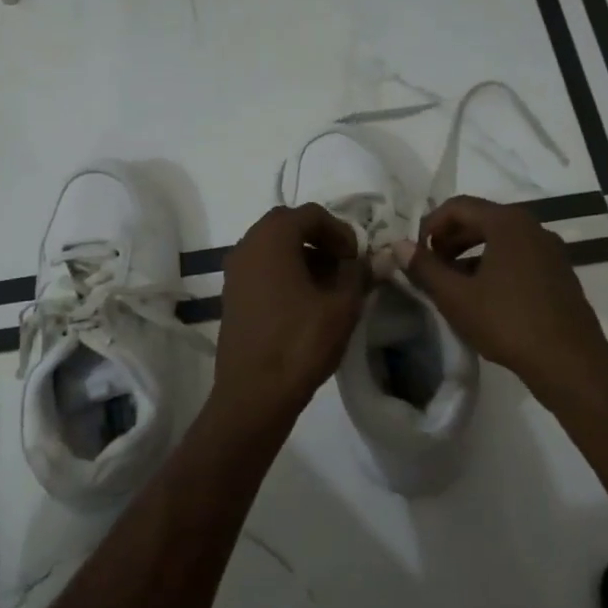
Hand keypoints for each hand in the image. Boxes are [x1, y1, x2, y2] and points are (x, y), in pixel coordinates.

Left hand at [215, 204, 366, 428]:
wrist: (254, 393)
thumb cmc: (300, 343)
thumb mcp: (342, 306)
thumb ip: (359, 273)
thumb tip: (375, 258)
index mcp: (271, 238)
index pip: (310, 213)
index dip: (340, 230)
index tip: (357, 257)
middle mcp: (246, 246)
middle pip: (288, 226)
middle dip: (321, 241)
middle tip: (345, 267)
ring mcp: (234, 273)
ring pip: (273, 249)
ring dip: (303, 258)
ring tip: (330, 287)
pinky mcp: (232, 297)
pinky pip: (262, 270)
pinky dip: (286, 274)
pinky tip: (307, 303)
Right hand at [398, 196, 607, 403]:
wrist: (569, 360)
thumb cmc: (507, 322)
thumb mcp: (455, 297)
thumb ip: (424, 267)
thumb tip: (398, 245)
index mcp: (507, 223)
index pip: (458, 206)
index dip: (430, 225)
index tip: (416, 253)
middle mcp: (533, 227)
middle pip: (481, 219)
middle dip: (449, 239)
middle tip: (431, 267)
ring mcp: (550, 250)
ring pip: (500, 240)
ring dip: (470, 254)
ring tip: (452, 285)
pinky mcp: (559, 273)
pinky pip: (518, 257)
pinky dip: (494, 266)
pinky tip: (483, 297)